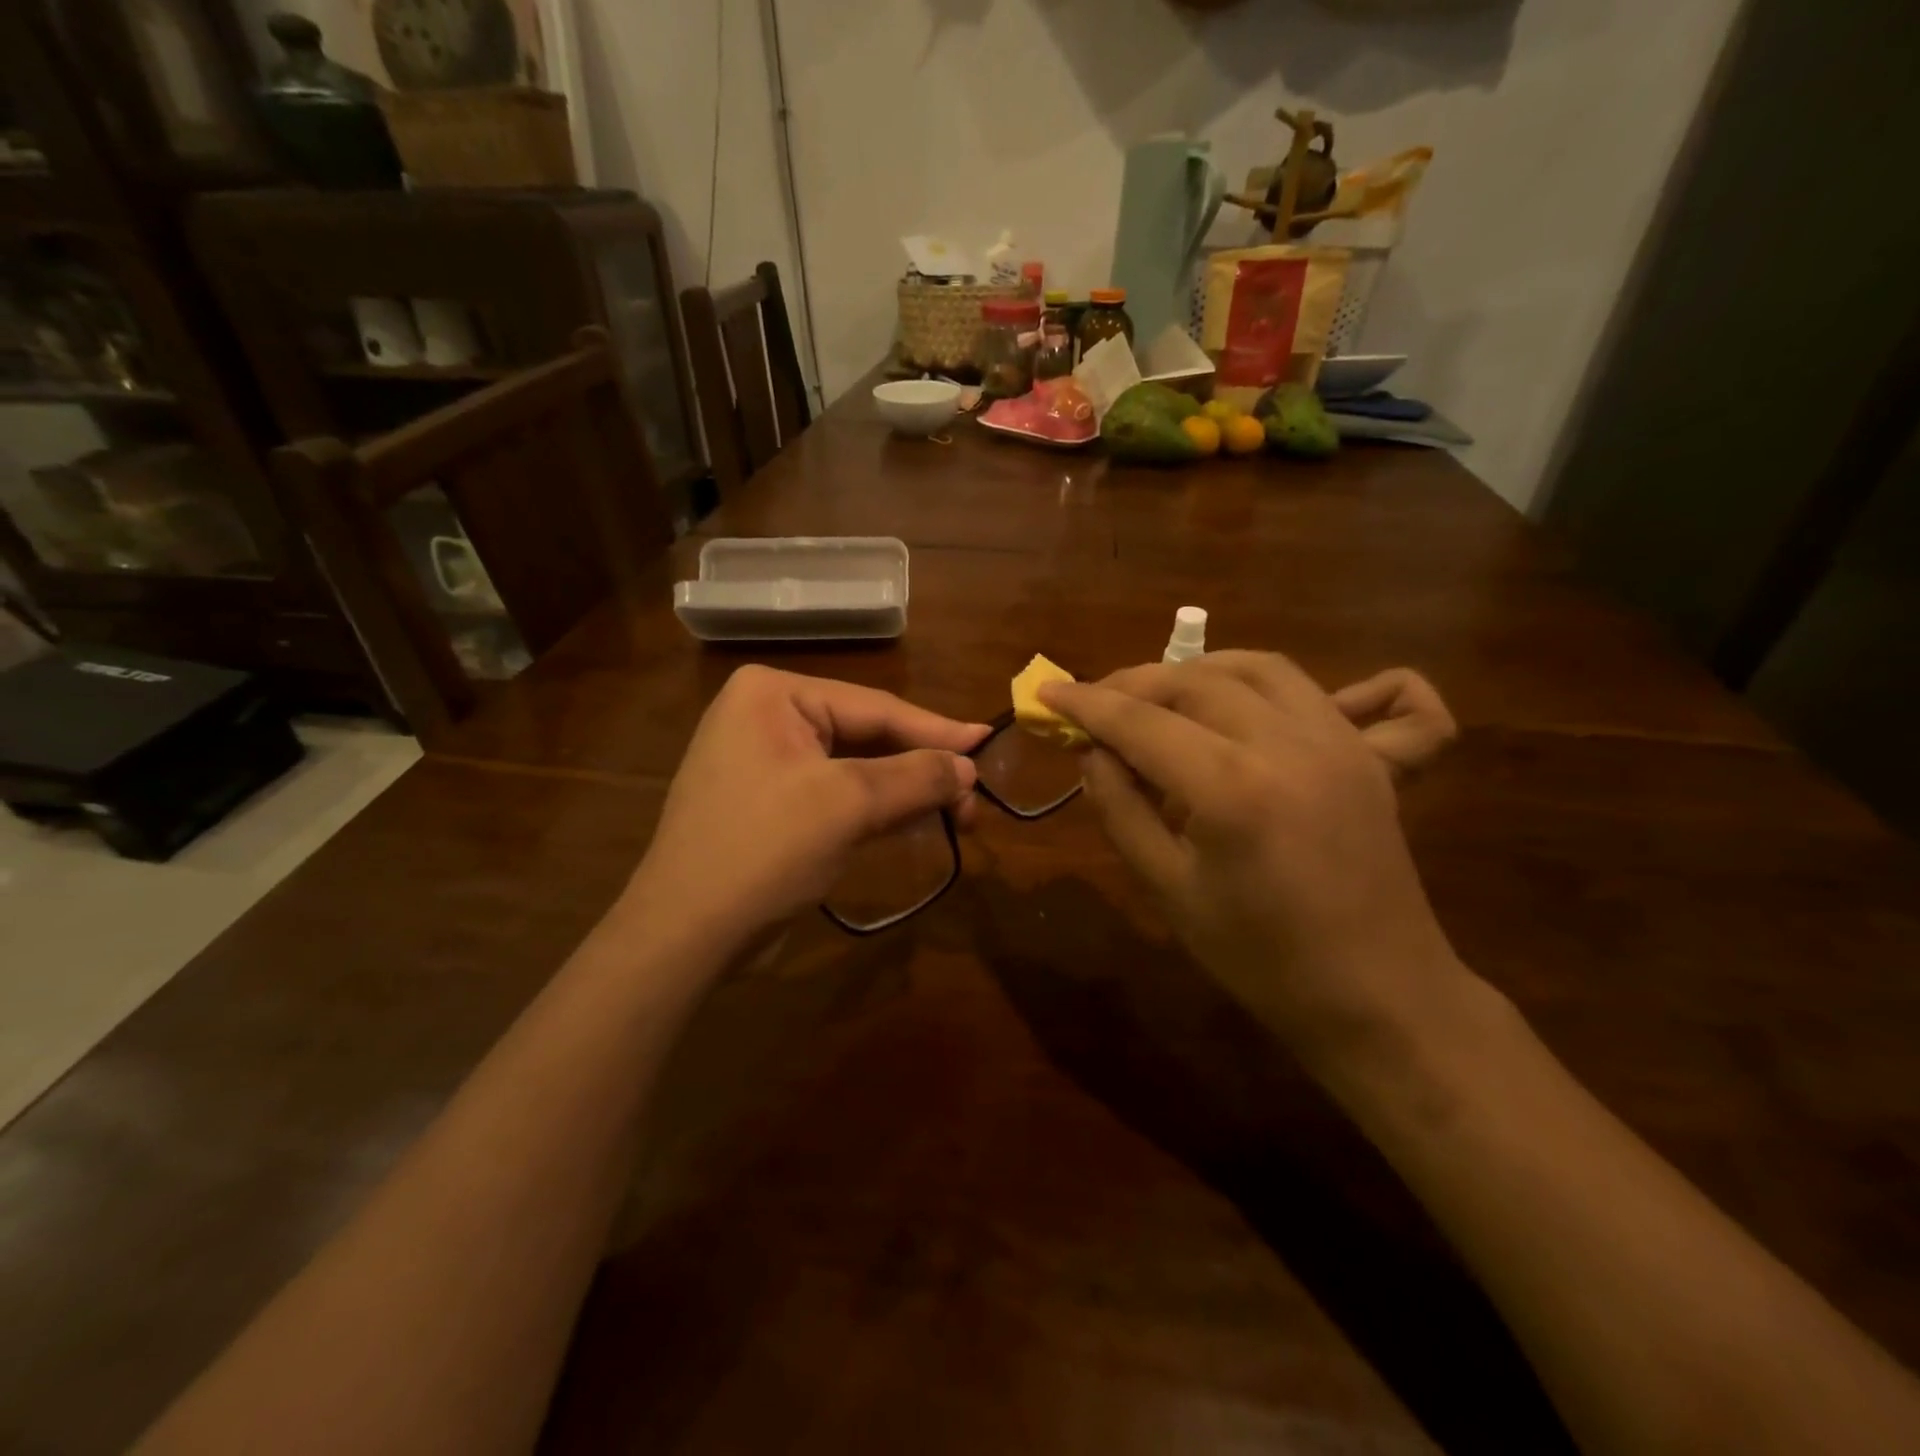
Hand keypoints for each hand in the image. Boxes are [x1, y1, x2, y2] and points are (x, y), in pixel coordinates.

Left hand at [629, 666, 986, 956]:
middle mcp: (765, 716)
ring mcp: (763, 761)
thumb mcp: (847, 805)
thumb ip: (915, 777)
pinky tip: (912, 820)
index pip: (874, 707)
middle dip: (920, 768)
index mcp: (773, 694)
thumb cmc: (764, 850)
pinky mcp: (768, 802)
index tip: (988, 743)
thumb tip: (969, 767)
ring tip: (957, 813)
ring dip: (903, 791)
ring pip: (854, 768)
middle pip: (866, 736)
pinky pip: (834, 793)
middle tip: (973, 797)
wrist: (684, 936)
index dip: (936, 730)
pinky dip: (875, 808)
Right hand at [1042, 652, 1469, 1062]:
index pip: (1141, 722)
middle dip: (1134, 683)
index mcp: (1231, 788)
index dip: (1086, 704)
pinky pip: (1315, 687)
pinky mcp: (1366, 753)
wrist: (1378, 995)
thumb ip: (1121, 810)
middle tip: (1095, 704)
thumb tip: (1092, 753)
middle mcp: (1287, 744)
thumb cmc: (1261, 958)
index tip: (1047, 693)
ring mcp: (1338, 741)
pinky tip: (1242, 697)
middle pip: (1196, 681)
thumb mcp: (1169, 890)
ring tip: (1158, 694)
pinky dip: (1265, 679)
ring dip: (1196, 669)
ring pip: (1257, 667)